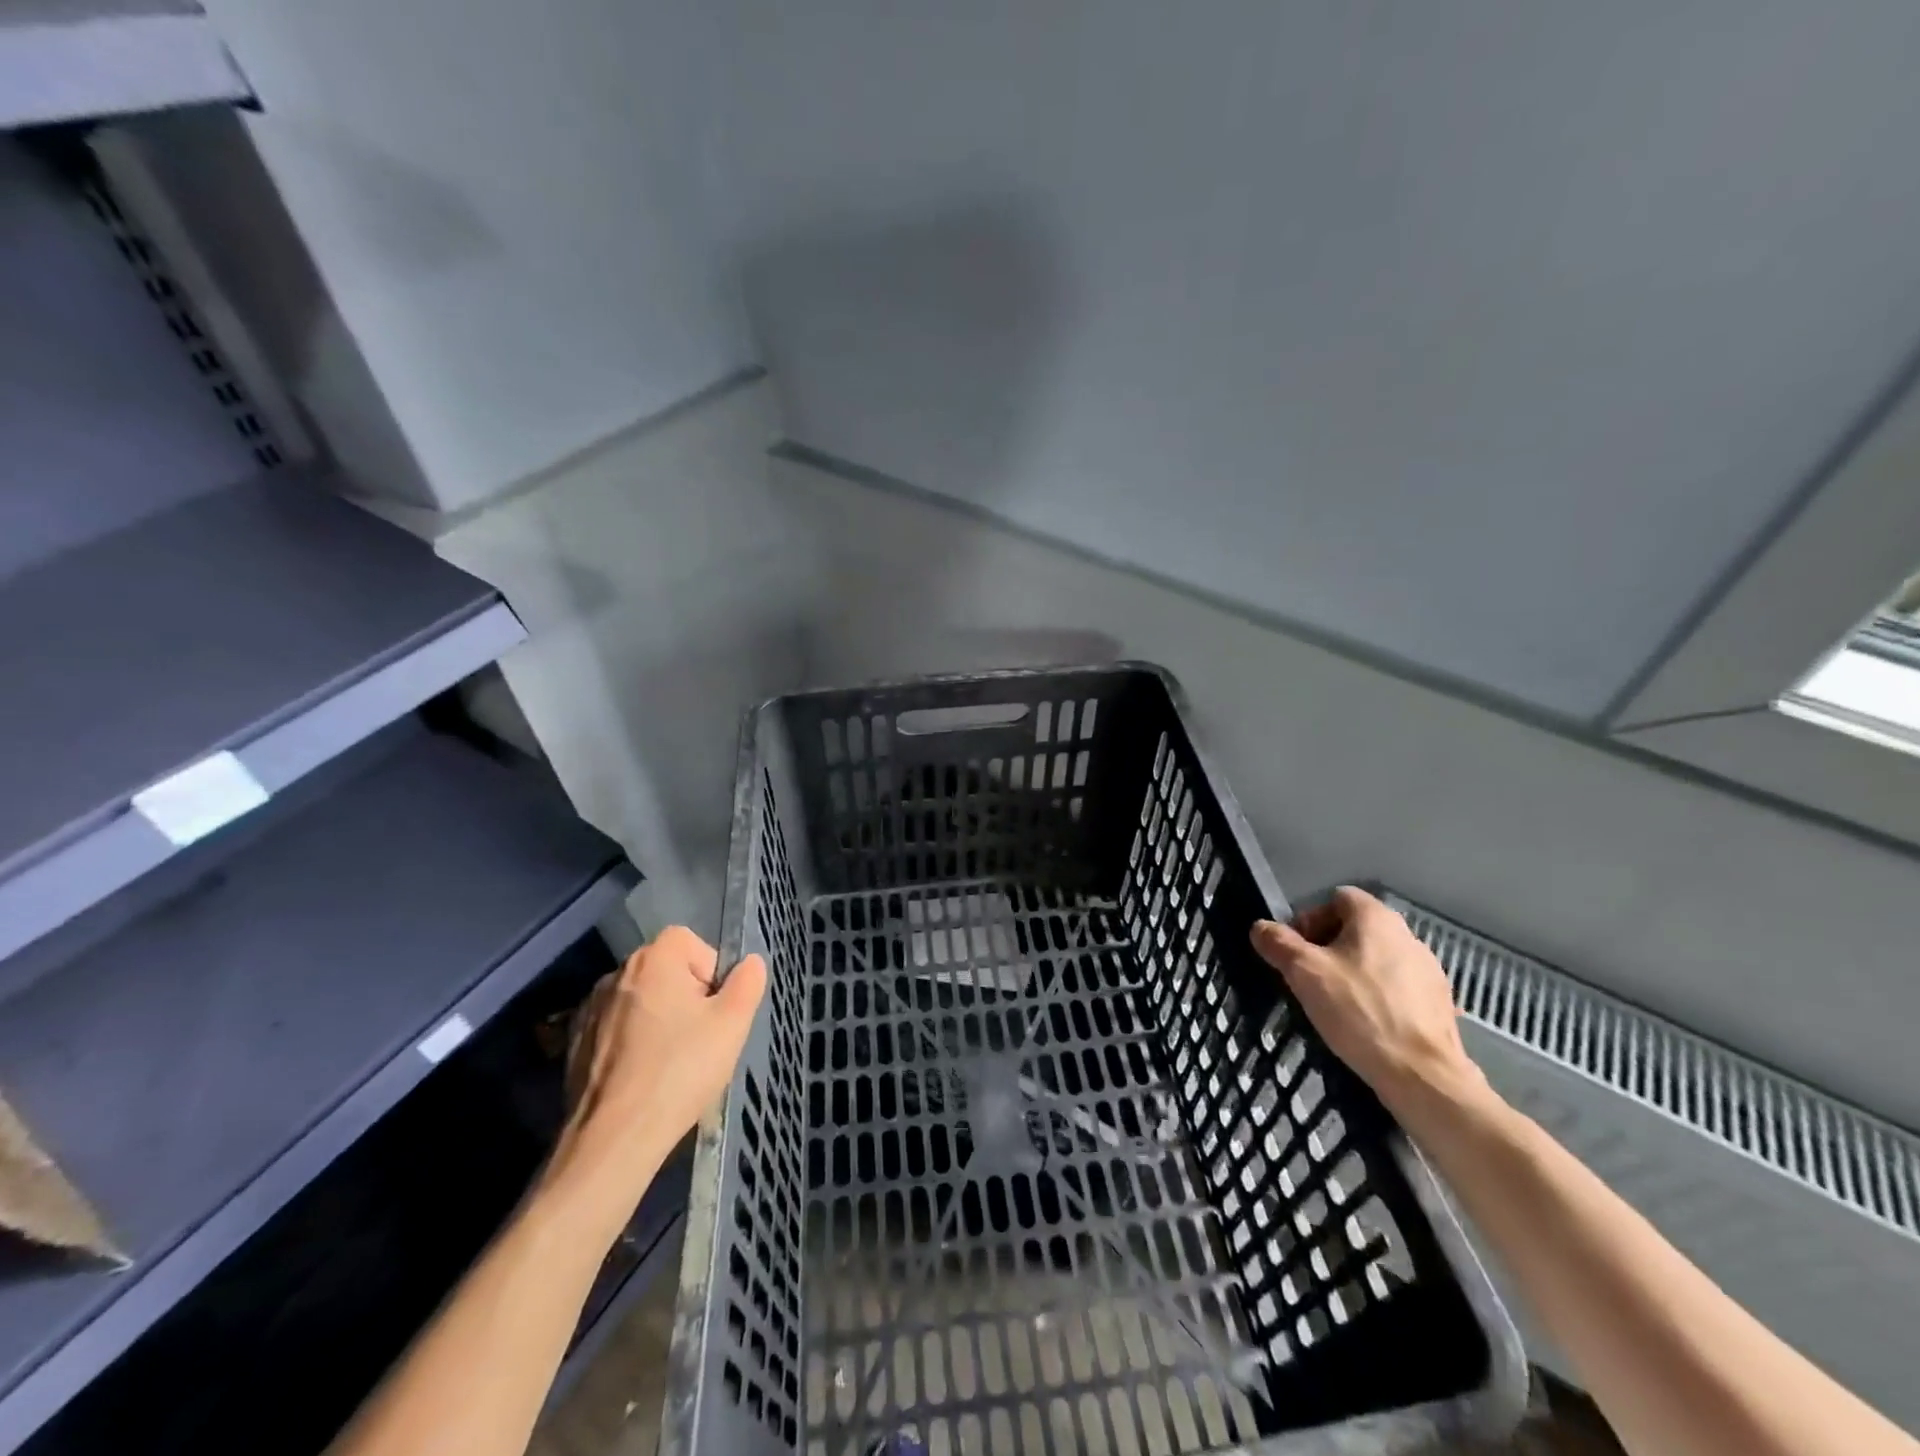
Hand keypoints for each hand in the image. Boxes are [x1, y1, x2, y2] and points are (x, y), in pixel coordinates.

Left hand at [545, 927, 765, 1220]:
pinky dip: (631, 1044)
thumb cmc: (679, 1071)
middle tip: (698, 1039)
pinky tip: (642, 1077)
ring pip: (641, 1001)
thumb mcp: (733, 1024)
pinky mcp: (574, 1043)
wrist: (613, 1139)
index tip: (713, 1011)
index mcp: (653, 959)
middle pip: (666, 971)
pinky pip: (616, 1029)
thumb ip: (747, 983)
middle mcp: (617, 973)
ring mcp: (590, 1009)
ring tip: (669, 1064)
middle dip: (686, 998)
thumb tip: (749, 963)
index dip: (710, 973)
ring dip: (657, 1020)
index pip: (692, 943)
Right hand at [1251, 887, 1486, 1117]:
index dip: (1310, 920)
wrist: (1421, 1074)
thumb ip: (1278, 943)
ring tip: (1337, 1005)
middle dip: (1328, 948)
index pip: (1336, 899)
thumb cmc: (1358, 1011)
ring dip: (1354, 972)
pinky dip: (1379, 997)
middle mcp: (1407, 934)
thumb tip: (1260, 928)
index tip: (1296, 952)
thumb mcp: (1304, 973)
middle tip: (1310, 979)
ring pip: (1377, 959)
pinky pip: (1398, 987)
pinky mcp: (1439, 1002)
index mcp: (1376, 918)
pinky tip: (1367, 1024)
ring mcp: (1429, 969)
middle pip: (1356, 929)